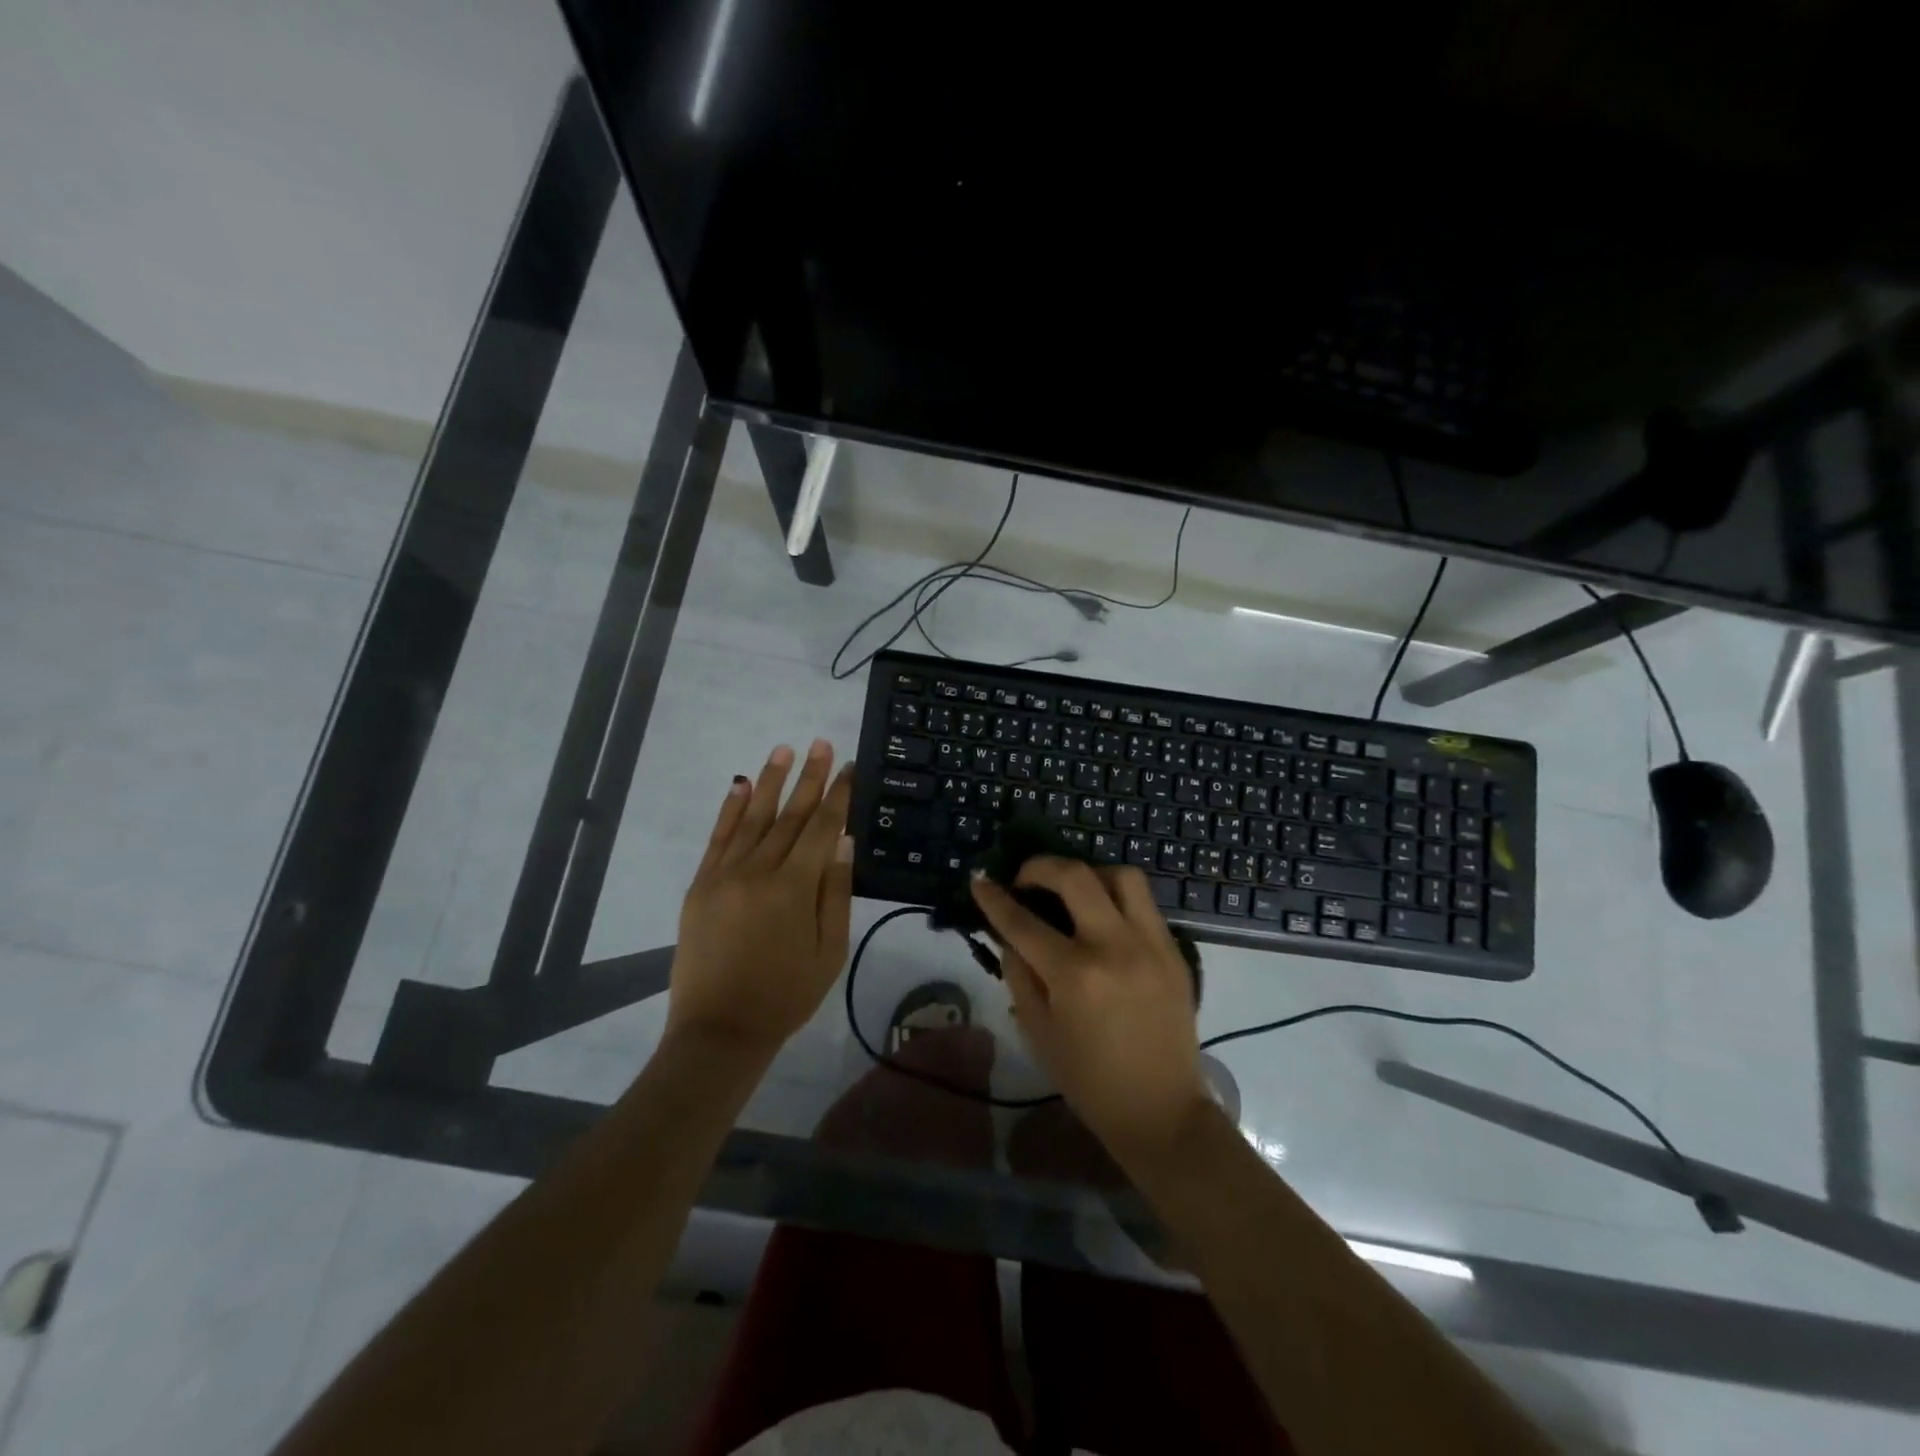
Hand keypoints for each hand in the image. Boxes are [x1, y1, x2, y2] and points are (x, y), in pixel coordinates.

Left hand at [667, 739, 854, 1058]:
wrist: (720, 1030)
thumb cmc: (786, 994)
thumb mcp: (830, 951)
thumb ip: (836, 893)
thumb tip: (843, 841)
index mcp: (794, 888)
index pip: (821, 828)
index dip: (837, 795)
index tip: (847, 767)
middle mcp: (758, 871)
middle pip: (789, 814)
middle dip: (808, 777)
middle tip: (821, 742)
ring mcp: (724, 875)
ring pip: (753, 818)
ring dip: (769, 781)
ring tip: (783, 749)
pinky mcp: (701, 885)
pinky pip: (718, 838)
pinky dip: (730, 809)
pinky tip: (740, 785)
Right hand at [969, 859, 1210, 1166]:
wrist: (1160, 1110)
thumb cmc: (1089, 1079)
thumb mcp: (1038, 1031)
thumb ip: (1019, 974)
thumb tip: (1009, 934)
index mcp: (1075, 975)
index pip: (1023, 921)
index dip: (995, 898)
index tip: (979, 880)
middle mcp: (1115, 946)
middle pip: (1076, 876)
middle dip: (1040, 866)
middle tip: (1025, 879)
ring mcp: (1152, 944)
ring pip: (1122, 876)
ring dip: (1089, 873)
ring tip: (1072, 892)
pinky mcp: (1174, 951)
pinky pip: (1145, 904)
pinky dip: (1116, 898)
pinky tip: (1102, 918)